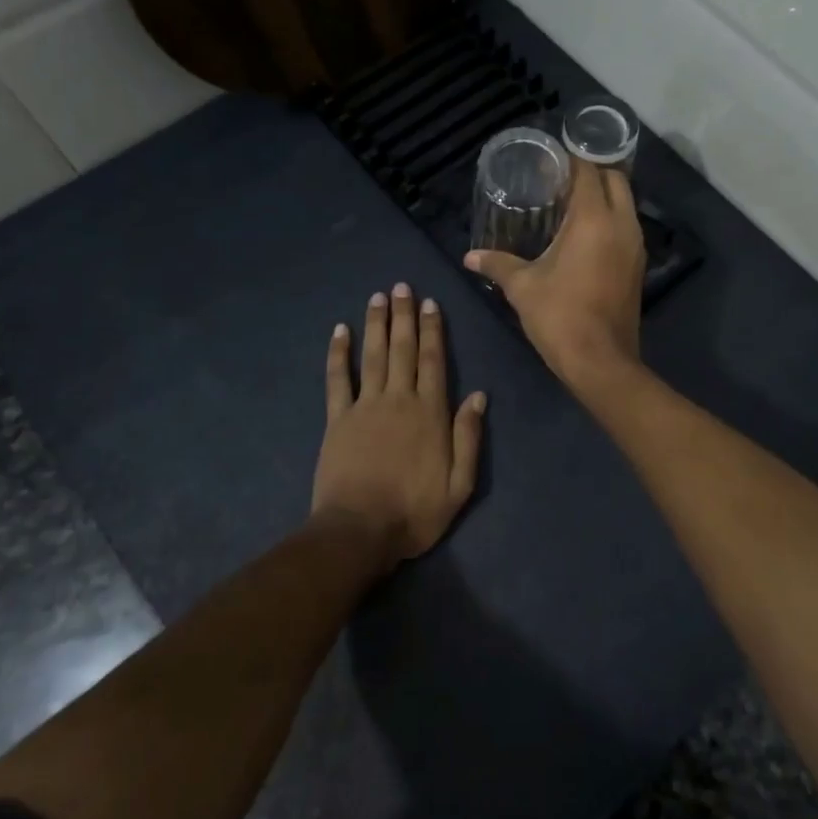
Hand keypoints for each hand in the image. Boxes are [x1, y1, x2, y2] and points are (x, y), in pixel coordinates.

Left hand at [312, 284, 486, 562]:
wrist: (359, 532)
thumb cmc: (415, 512)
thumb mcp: (460, 484)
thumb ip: (469, 437)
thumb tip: (479, 396)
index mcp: (430, 413)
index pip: (433, 361)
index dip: (433, 330)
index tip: (430, 303)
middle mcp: (399, 400)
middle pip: (402, 349)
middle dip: (404, 316)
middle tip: (402, 286)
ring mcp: (365, 407)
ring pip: (373, 355)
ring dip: (376, 324)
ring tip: (378, 296)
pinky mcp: (338, 419)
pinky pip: (338, 379)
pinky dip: (339, 354)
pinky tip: (339, 331)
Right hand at [464, 163, 645, 386]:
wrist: (600, 361)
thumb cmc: (560, 316)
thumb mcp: (522, 287)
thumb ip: (496, 264)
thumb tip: (470, 257)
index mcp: (594, 219)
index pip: (588, 171)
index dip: (569, 161)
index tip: (548, 161)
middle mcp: (622, 224)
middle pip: (615, 179)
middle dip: (591, 172)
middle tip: (560, 179)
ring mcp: (635, 245)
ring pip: (625, 203)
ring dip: (603, 195)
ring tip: (570, 202)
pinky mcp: (638, 265)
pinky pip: (626, 226)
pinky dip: (610, 218)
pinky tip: (584, 233)